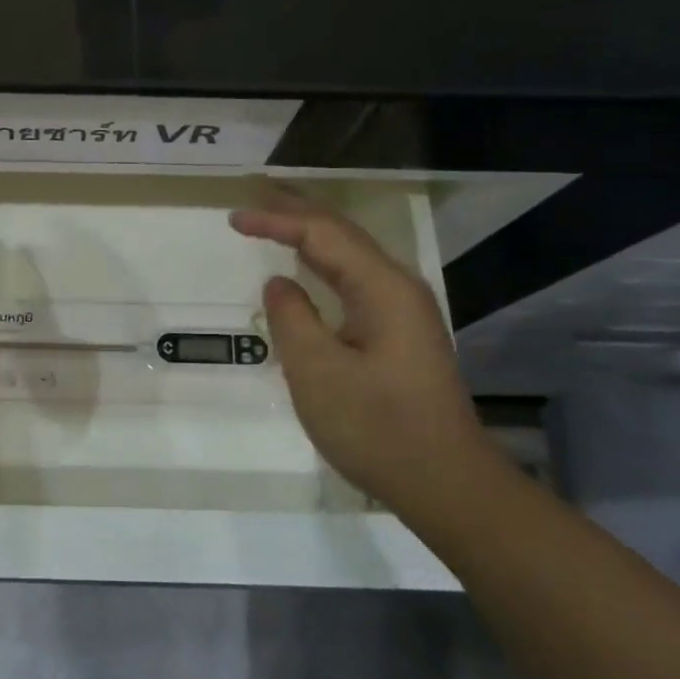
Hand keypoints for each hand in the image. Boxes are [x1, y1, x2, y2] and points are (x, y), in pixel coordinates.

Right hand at [230, 186, 496, 513]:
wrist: (445, 484)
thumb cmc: (377, 428)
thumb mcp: (318, 372)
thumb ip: (292, 318)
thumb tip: (279, 282)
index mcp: (382, 289)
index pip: (322, 235)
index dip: (277, 220)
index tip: (233, 218)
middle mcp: (397, 288)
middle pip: (342, 234)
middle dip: (297, 211)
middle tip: (255, 195)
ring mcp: (402, 311)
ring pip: (350, 255)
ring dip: (310, 233)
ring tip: (274, 217)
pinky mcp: (399, 333)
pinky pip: (354, 280)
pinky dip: (322, 263)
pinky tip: (308, 265)